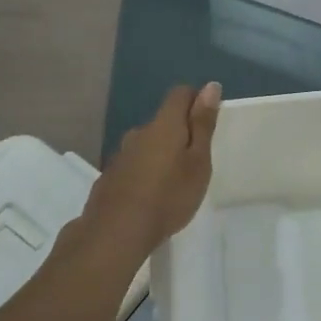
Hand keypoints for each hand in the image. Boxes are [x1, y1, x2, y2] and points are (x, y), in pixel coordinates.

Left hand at [76, 83, 220, 256]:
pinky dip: (144, 172)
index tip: (208, 124)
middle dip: (180, 133)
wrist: (115, 234)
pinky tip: (150, 196)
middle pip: (164, 120)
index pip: (180, 93)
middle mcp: (139, 132)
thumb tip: (210, 86)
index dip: (197, 101)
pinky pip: (133, 164)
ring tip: (173, 182)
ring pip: (147, 144)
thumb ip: (203, 124)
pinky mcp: (109, 177)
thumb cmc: (168, 196)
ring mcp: (120, 155)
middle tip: (195, 161)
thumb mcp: (197, 162)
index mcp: (164, 124)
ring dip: (161, 154)